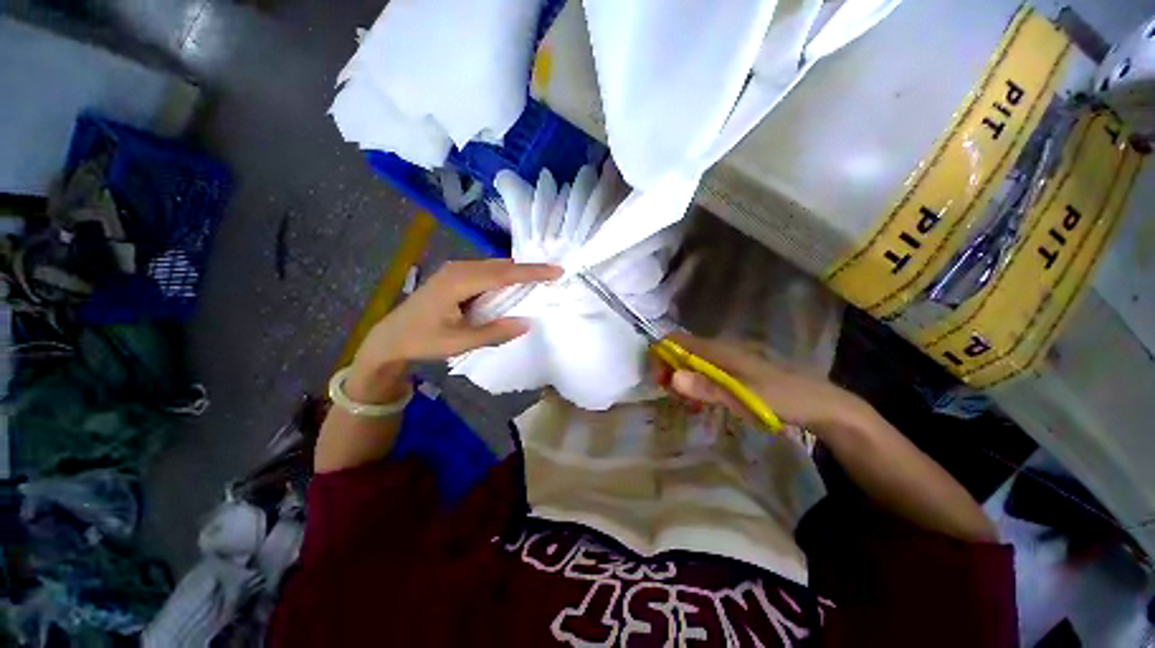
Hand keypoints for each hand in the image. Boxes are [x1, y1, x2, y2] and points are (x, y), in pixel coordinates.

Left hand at [356, 259, 561, 366]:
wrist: (389, 338)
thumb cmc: (422, 340)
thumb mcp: (458, 342)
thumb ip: (494, 333)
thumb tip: (527, 323)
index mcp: (459, 282)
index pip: (504, 274)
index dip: (532, 272)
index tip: (557, 271)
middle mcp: (459, 269)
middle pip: (501, 265)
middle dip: (528, 269)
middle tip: (554, 275)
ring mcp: (455, 270)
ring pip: (494, 267)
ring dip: (516, 272)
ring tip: (539, 279)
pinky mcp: (454, 276)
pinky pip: (486, 272)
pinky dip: (504, 277)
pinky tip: (512, 286)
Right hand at [661, 332, 867, 430]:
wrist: (821, 404)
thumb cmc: (781, 398)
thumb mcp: (742, 397)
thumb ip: (707, 387)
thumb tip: (673, 377)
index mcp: (718, 349)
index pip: (676, 340)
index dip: (661, 356)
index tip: (660, 381)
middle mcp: (720, 349)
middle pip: (681, 351)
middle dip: (670, 371)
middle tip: (673, 397)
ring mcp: (728, 359)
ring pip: (692, 362)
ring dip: (683, 380)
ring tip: (687, 404)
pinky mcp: (736, 370)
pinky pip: (706, 371)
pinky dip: (697, 384)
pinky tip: (704, 402)